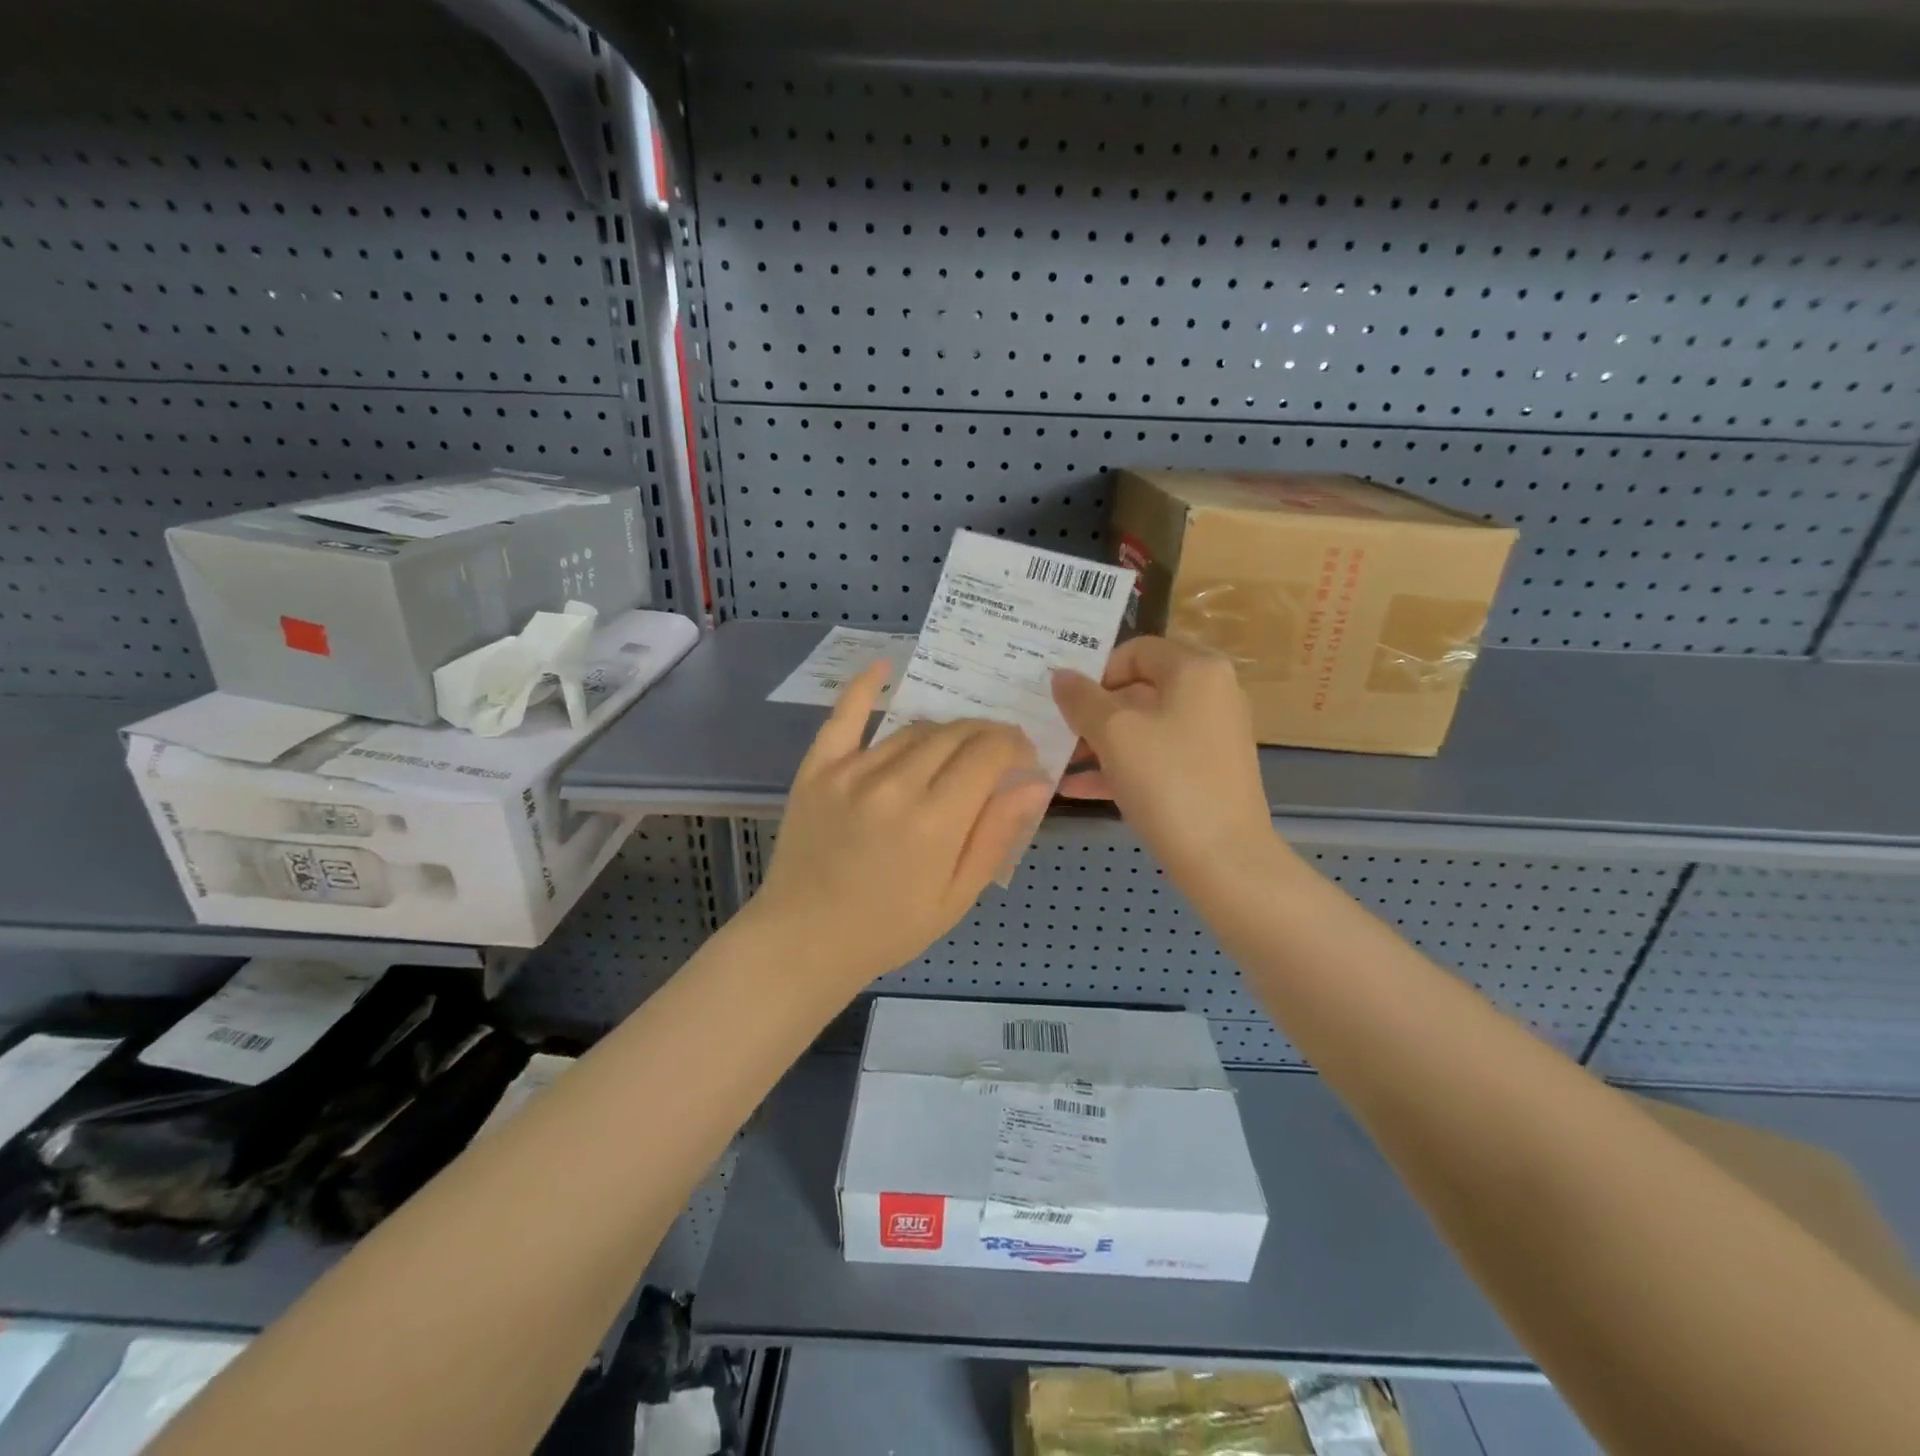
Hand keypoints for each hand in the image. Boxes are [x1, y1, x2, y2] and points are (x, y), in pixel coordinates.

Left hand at [746, 660, 1053, 992]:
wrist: (804, 940)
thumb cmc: (888, 929)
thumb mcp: (956, 897)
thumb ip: (996, 835)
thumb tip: (1037, 783)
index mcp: (936, 821)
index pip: (989, 754)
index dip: (1014, 746)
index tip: (1023, 757)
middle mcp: (896, 784)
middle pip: (955, 734)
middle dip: (986, 735)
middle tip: (995, 752)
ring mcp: (852, 771)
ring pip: (913, 729)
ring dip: (944, 731)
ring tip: (954, 748)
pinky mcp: (818, 768)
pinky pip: (845, 716)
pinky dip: (865, 687)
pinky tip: (884, 665)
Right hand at [1052, 637, 1278, 885]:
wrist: (1225, 859)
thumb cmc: (1168, 781)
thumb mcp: (1114, 734)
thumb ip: (1081, 699)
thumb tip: (1060, 675)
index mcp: (1196, 670)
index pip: (1136, 650)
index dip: (1096, 671)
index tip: (1067, 701)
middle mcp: (1211, 694)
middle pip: (1139, 689)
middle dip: (1093, 711)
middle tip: (1056, 730)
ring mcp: (1212, 736)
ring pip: (1144, 727)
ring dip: (1099, 742)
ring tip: (1060, 762)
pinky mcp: (1207, 772)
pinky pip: (1155, 757)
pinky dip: (1120, 766)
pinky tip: (1076, 788)